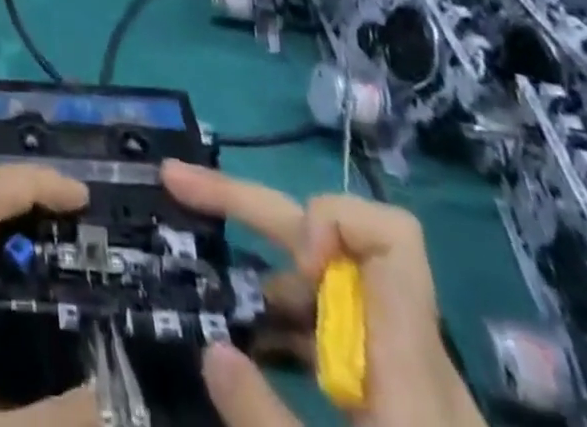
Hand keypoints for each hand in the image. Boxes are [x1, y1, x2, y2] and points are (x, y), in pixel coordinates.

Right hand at [161, 161, 484, 426]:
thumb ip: (265, 421)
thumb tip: (211, 351)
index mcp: (409, 363)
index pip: (392, 236)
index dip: (332, 220)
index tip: (295, 264)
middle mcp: (406, 349)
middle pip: (331, 236)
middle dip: (251, 205)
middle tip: (178, 183)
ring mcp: (399, 373)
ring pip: (326, 280)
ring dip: (265, 270)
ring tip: (210, 289)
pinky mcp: (392, 399)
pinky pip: (332, 327)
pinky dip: (285, 320)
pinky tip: (250, 350)